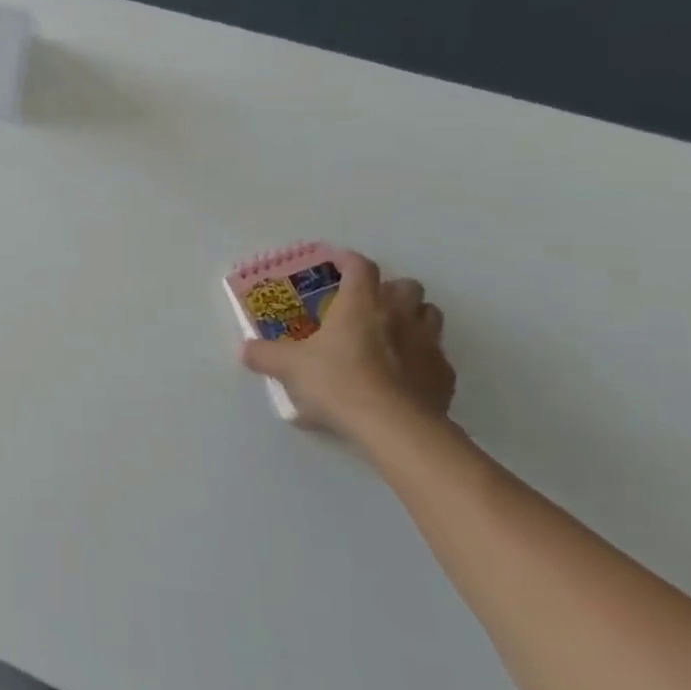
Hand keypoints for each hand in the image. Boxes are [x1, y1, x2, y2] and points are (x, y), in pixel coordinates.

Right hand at [240, 250, 454, 445]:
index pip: (360, 267)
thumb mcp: (289, 368)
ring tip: (392, 334)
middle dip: (390, 289)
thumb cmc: (338, 383)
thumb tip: (245, 350)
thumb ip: (265, 355)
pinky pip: (438, 357)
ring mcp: (428, 345)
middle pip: (407, 285)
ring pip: (430, 315)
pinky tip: (406, 376)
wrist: (395, 428)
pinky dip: (424, 358)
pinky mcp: (445, 376)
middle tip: (368, 305)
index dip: (349, 261)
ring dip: (414, 317)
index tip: (337, 265)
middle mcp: (398, 315)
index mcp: (360, 304)